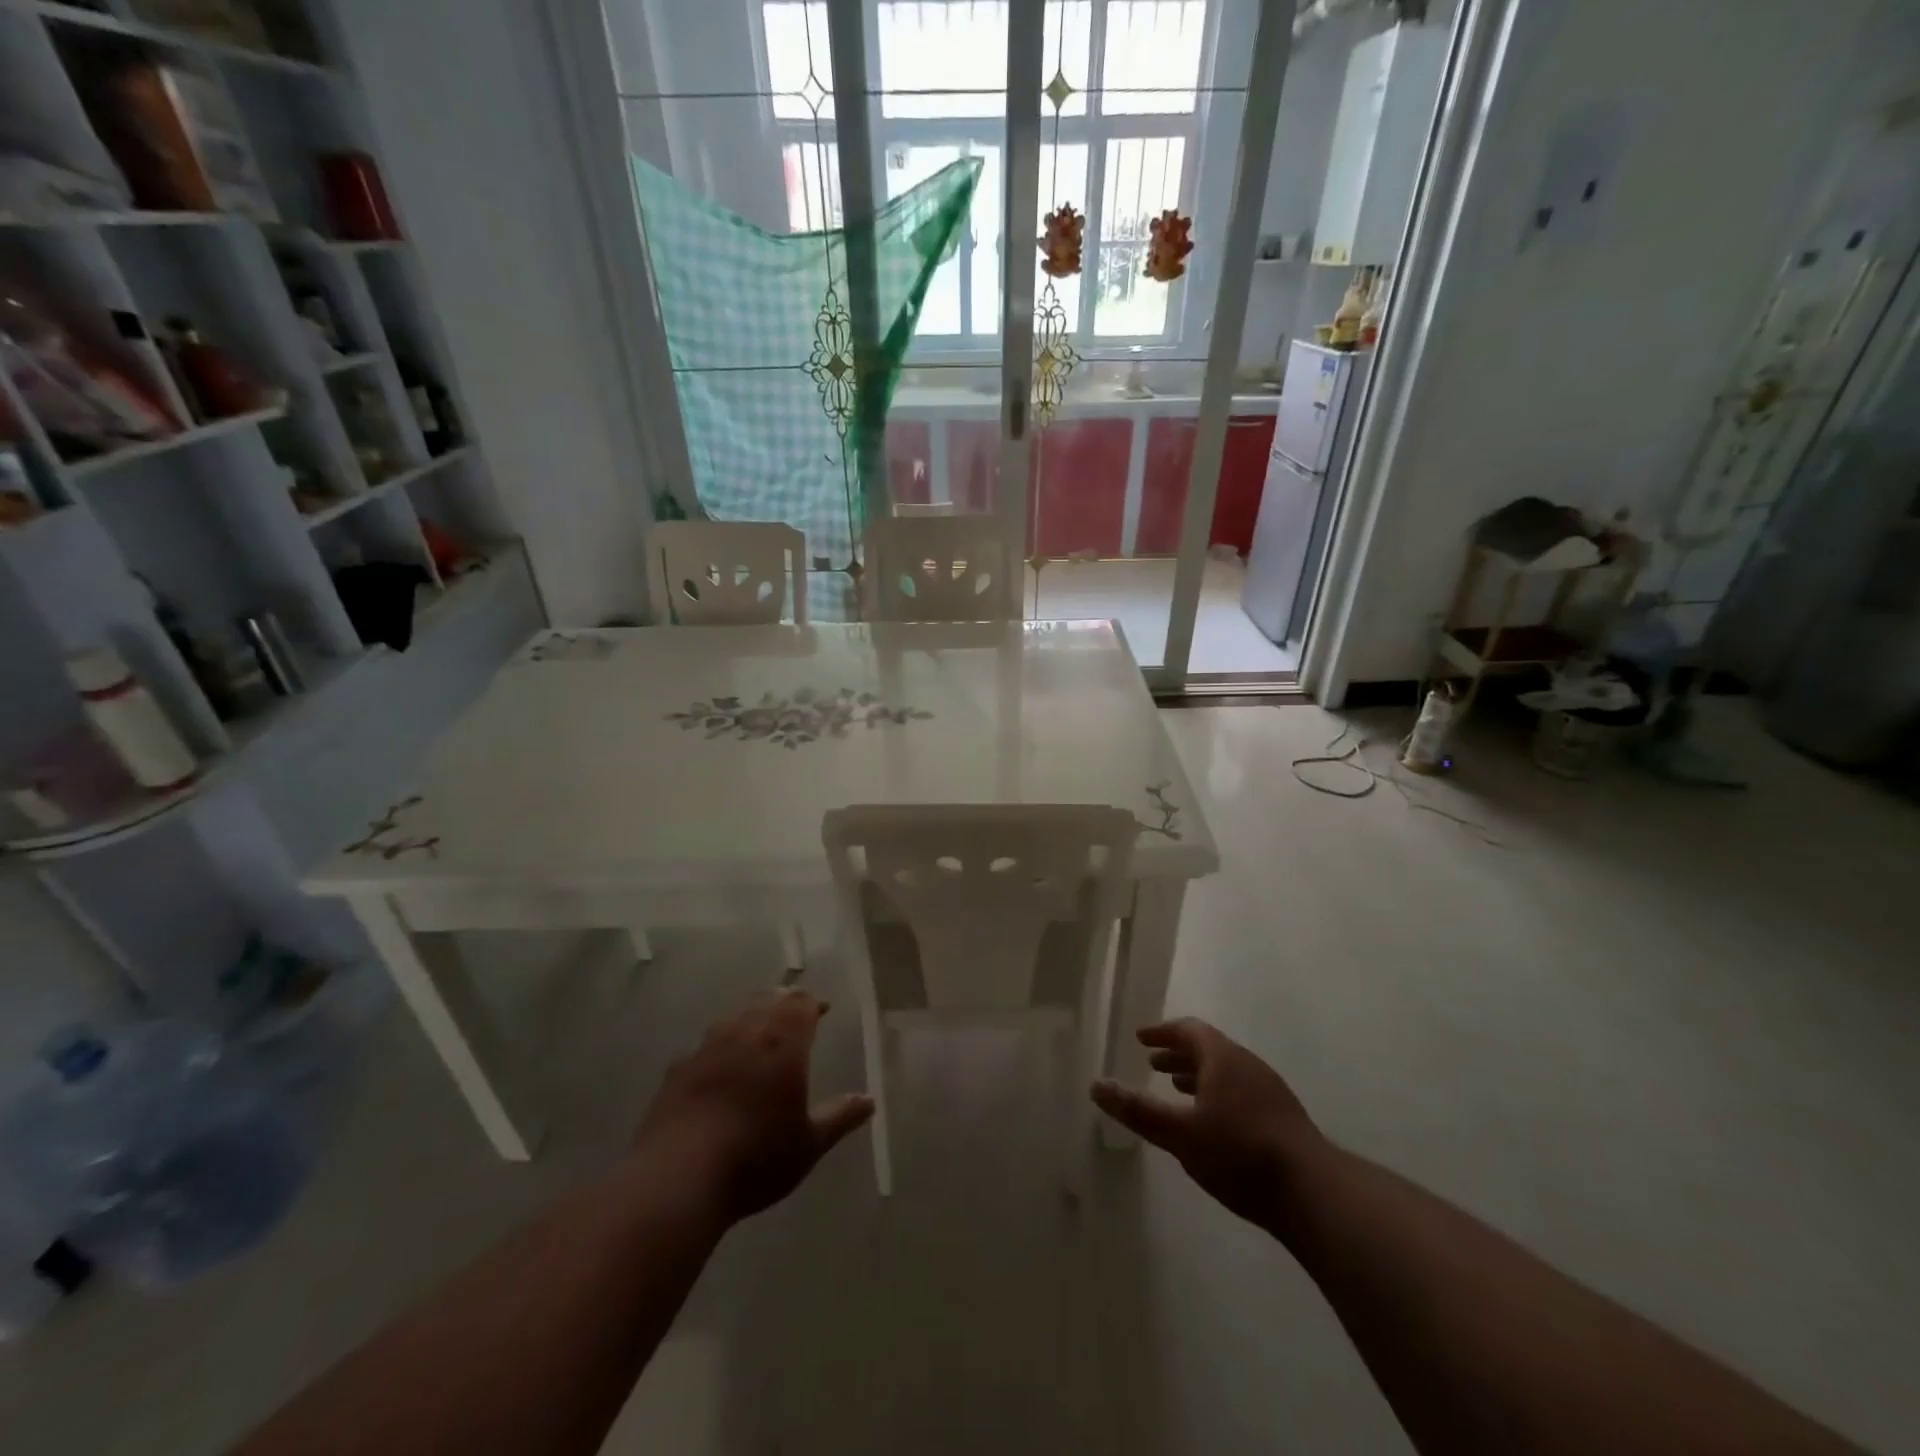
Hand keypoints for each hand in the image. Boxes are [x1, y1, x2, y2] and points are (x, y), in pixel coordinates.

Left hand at [633, 990, 872, 1224]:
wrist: (678, 1180)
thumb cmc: (756, 1159)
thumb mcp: (808, 1145)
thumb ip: (839, 1117)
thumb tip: (869, 1101)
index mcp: (782, 1043)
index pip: (800, 1003)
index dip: (812, 1003)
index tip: (822, 1010)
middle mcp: (745, 1033)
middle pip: (767, 1000)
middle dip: (783, 1002)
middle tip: (794, 1012)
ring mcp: (706, 1048)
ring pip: (734, 1014)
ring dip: (751, 1014)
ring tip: (759, 1028)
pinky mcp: (677, 1069)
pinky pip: (705, 1044)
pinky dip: (719, 1044)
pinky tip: (718, 1063)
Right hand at [1092, 1018, 1326, 1231]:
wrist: (1314, 1193)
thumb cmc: (1239, 1153)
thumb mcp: (1180, 1134)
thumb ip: (1138, 1110)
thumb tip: (1096, 1085)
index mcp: (1222, 1057)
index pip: (1189, 1030)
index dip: (1162, 1032)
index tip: (1141, 1039)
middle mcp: (1247, 1064)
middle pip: (1208, 1048)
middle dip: (1178, 1054)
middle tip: (1153, 1064)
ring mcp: (1270, 1090)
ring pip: (1226, 1071)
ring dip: (1198, 1075)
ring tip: (1178, 1091)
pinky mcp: (1283, 1118)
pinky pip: (1241, 1090)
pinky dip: (1217, 1093)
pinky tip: (1213, 1122)